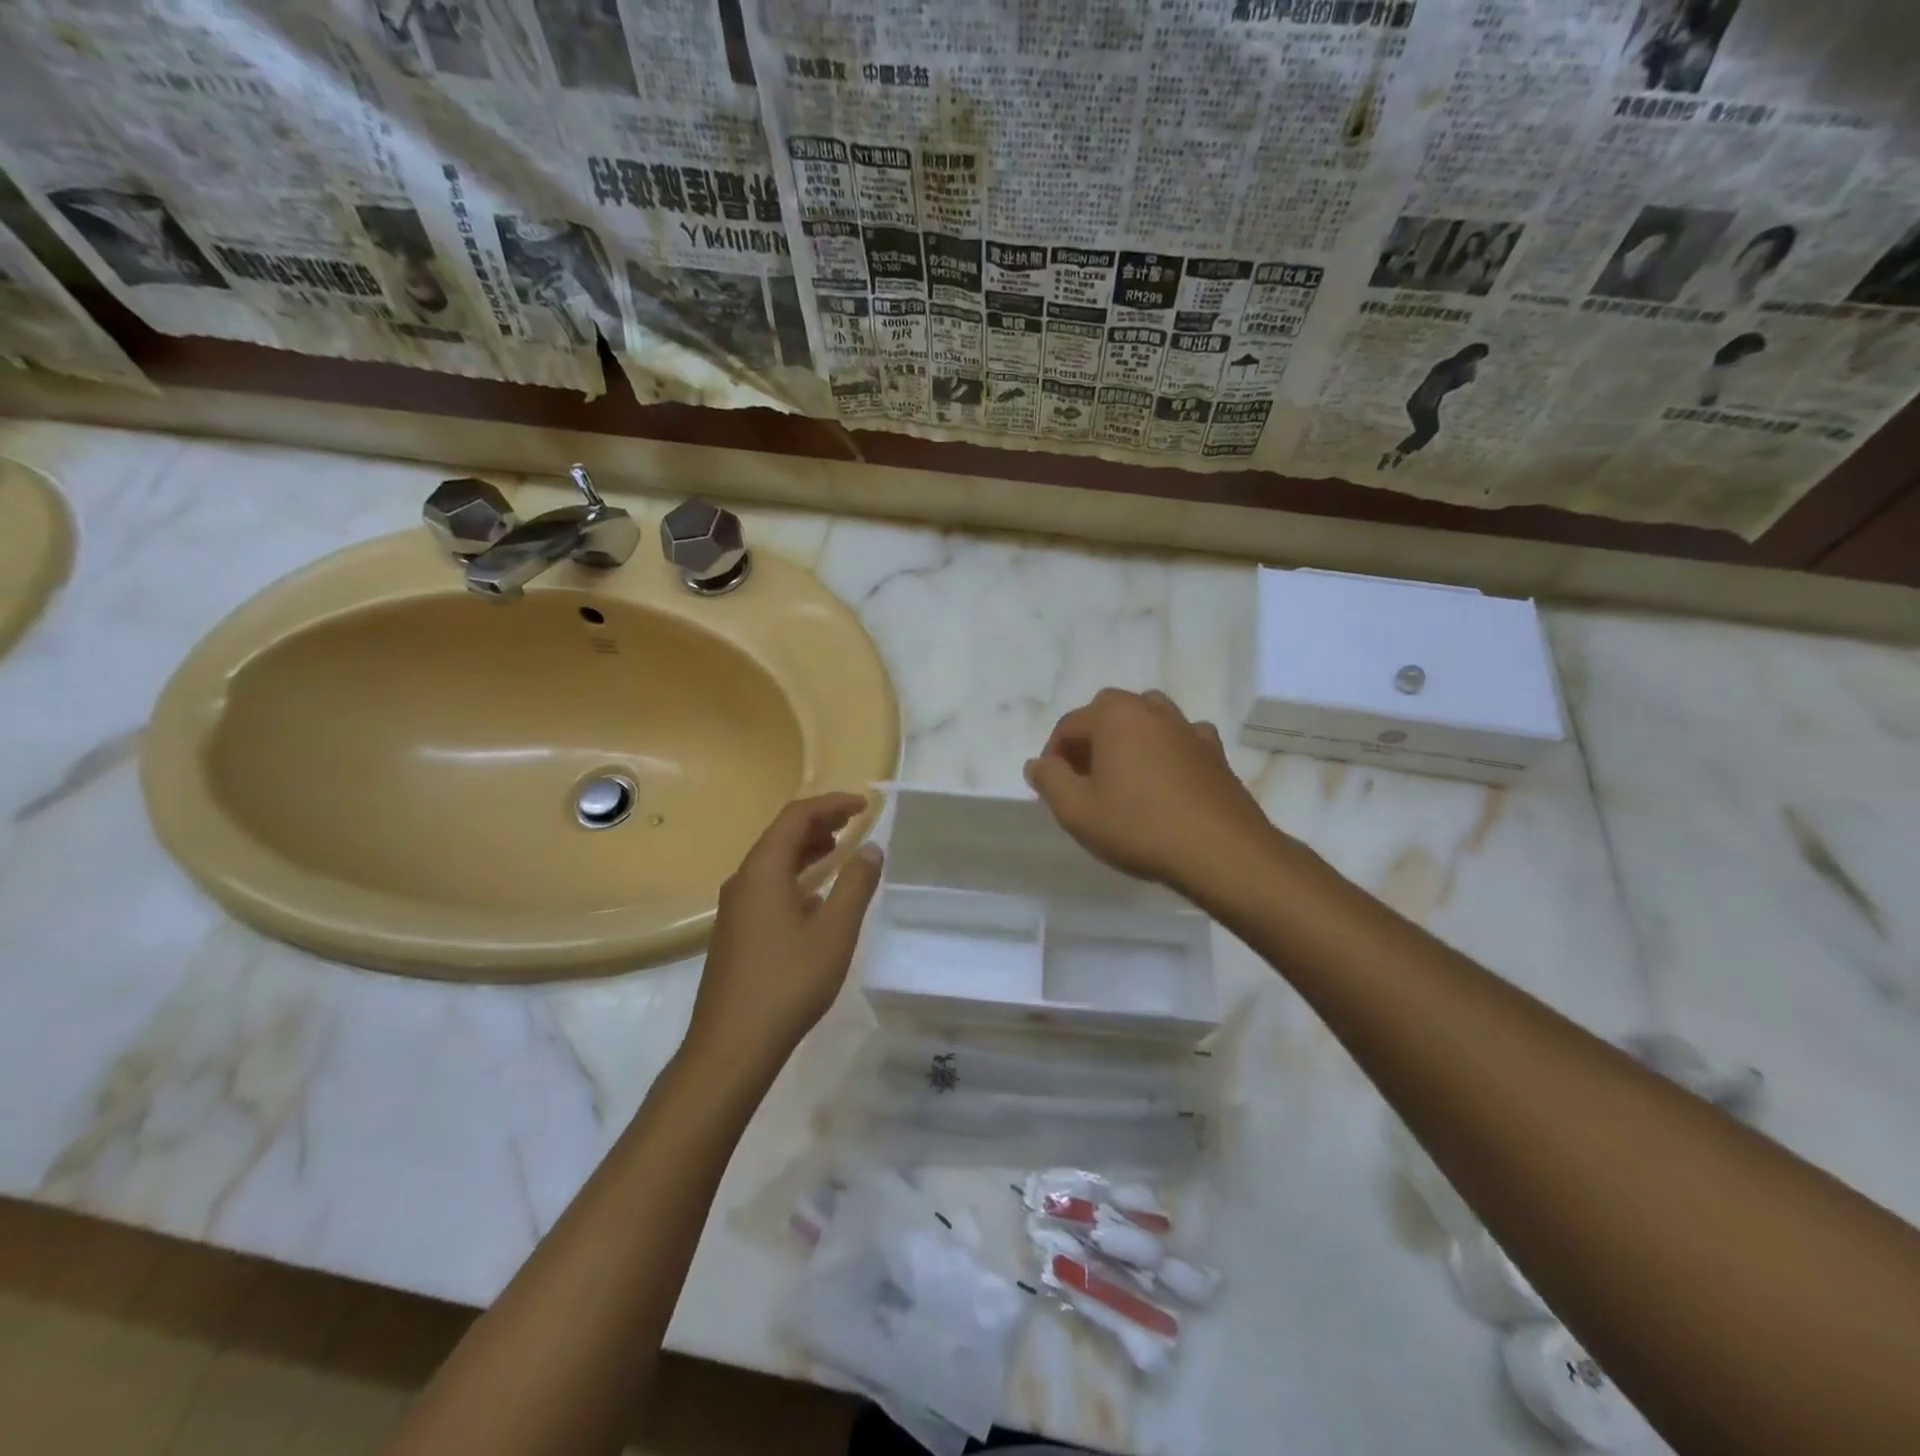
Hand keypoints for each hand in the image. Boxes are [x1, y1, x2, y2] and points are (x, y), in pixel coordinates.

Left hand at [687, 793, 883, 1073]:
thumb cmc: (788, 982)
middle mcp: (743, 881)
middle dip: (818, 822)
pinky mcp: (735, 932)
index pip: (796, 816)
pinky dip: (795, 876)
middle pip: (781, 835)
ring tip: (838, 849)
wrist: (732, 1046)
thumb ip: (856, 884)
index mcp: (763, 871)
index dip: (831, 804)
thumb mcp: (835, 931)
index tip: (863, 805)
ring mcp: (735, 908)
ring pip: (773, 862)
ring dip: (806, 849)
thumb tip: (871, 848)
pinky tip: (815, 897)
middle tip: (853, 821)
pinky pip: (768, 886)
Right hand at [1024, 689, 1279, 898]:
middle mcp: (1152, 710)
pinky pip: (1181, 739)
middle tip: (1083, 778)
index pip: (1070, 724)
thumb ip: (1050, 781)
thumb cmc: (1139, 827)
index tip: (1051, 786)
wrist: (1221, 851)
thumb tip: (1038, 764)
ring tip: (1122, 775)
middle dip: (1090, 739)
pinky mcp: (1215, 753)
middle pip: (1109, 712)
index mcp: (1115, 716)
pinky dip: (1166, 750)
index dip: (1053, 754)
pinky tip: (1165, 778)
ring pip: (1148, 718)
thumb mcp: (1077, 811)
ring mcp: (1188, 728)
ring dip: (1128, 738)